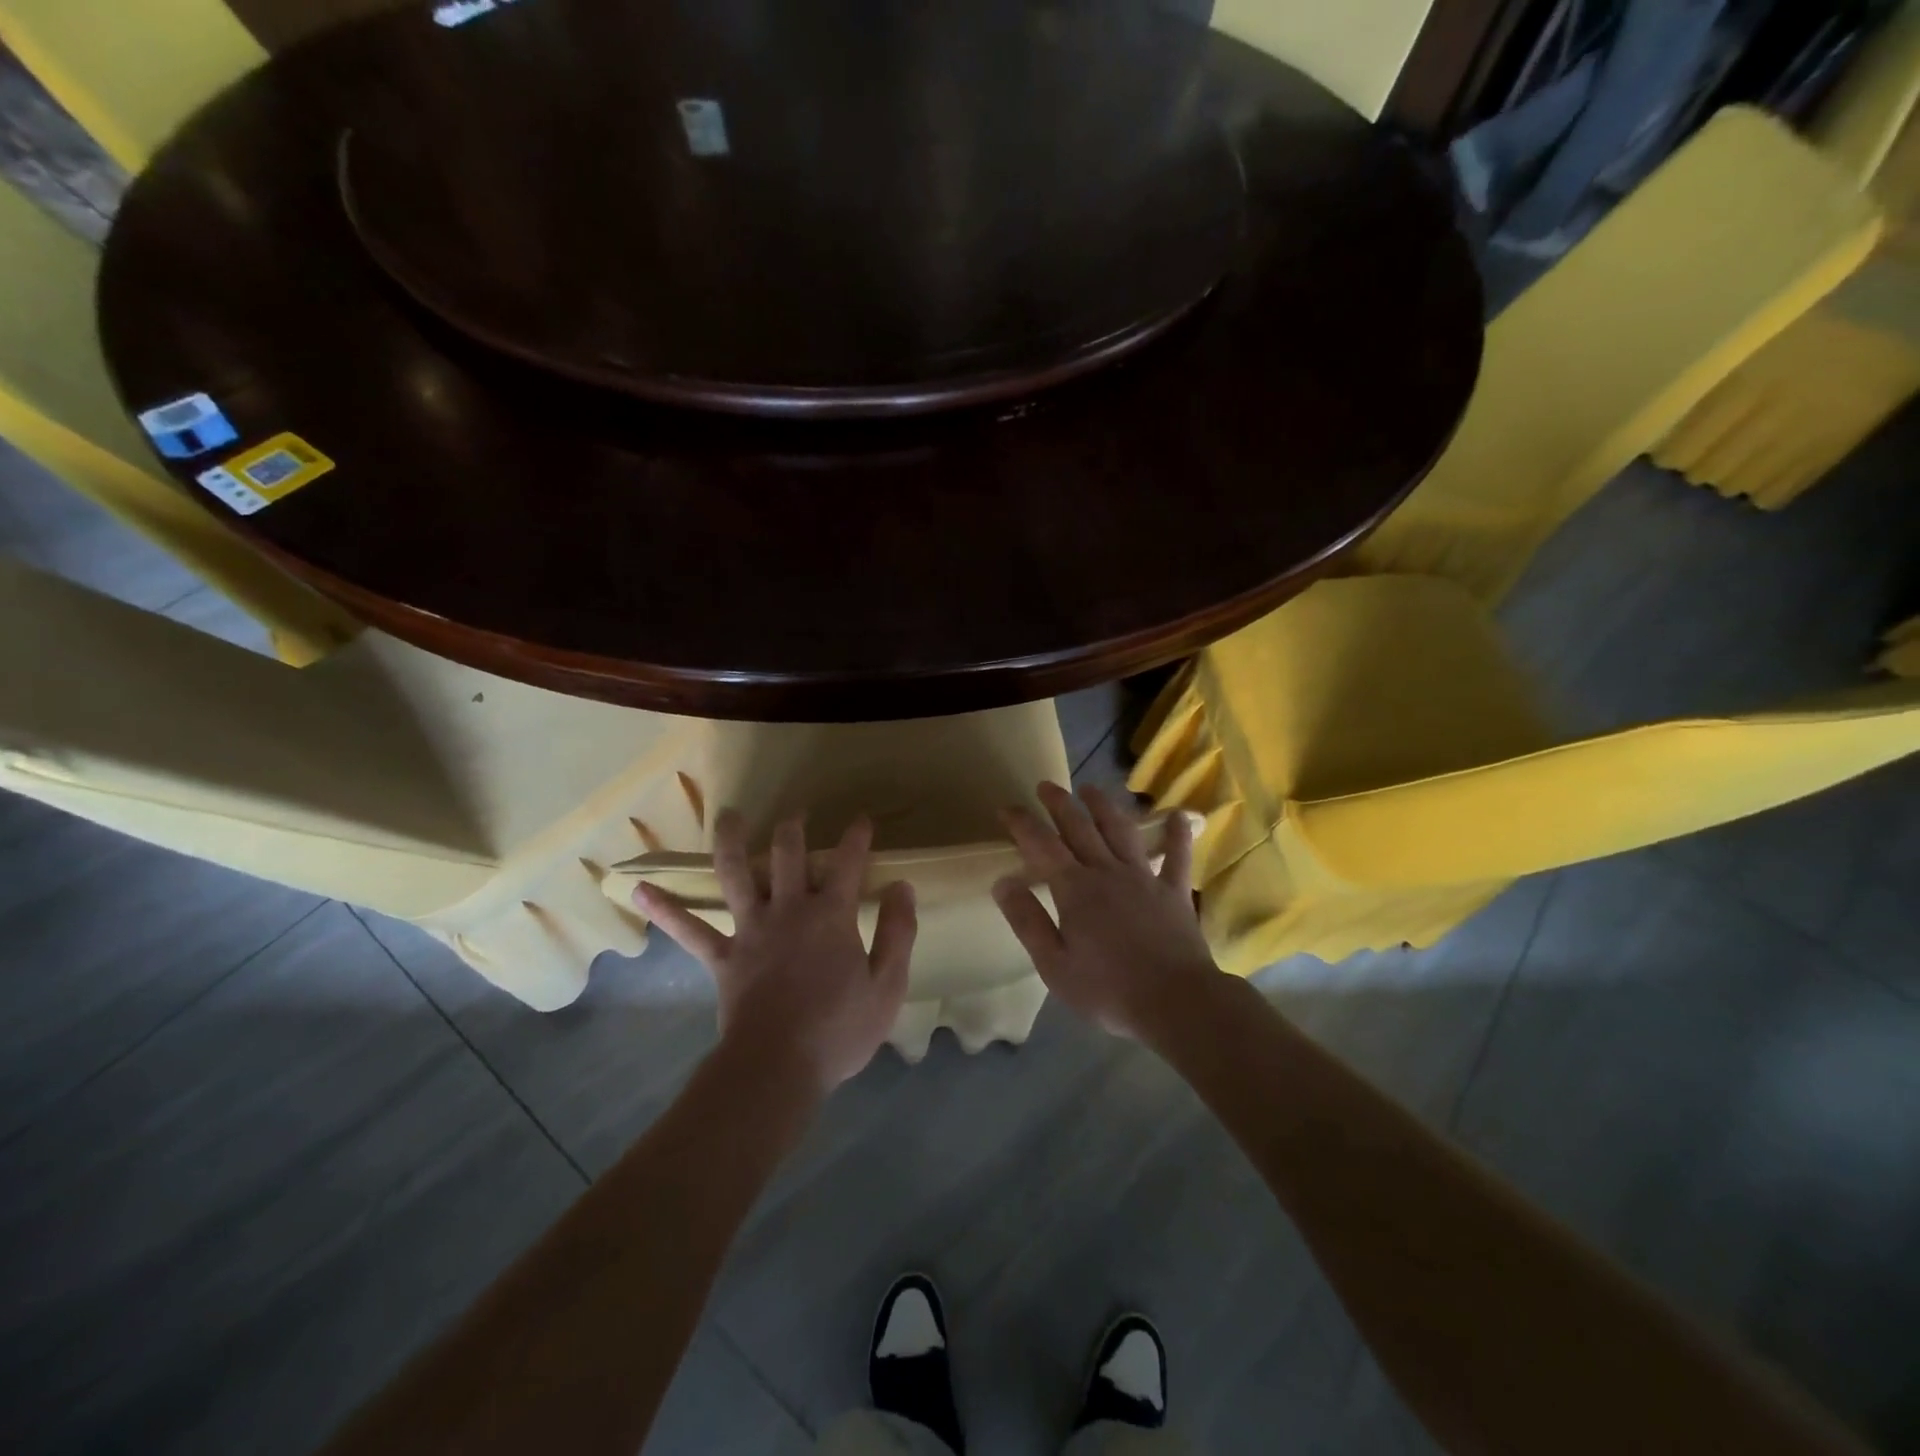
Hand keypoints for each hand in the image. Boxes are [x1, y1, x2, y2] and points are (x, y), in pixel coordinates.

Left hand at [634, 811, 916, 1092]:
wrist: (777, 1067)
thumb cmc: (838, 1030)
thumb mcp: (887, 986)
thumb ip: (898, 933)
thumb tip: (901, 887)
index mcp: (831, 915)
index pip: (848, 863)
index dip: (856, 837)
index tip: (861, 819)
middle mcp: (789, 910)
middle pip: (788, 854)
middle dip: (794, 828)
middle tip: (798, 812)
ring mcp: (750, 930)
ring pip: (736, 874)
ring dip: (732, 842)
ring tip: (729, 816)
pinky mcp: (722, 957)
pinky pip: (688, 930)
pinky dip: (664, 910)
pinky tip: (638, 890)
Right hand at [993, 782, 1226, 1042]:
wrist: (1176, 1003)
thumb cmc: (1108, 990)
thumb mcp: (1054, 965)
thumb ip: (1028, 921)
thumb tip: (1003, 882)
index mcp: (1075, 890)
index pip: (1042, 845)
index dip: (1023, 823)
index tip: (1007, 808)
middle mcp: (1107, 872)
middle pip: (1080, 828)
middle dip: (1060, 804)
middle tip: (1047, 785)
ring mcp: (1144, 878)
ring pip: (1121, 831)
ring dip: (1104, 807)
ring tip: (1091, 789)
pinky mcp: (1174, 892)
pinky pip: (1177, 856)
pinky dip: (1178, 835)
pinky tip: (1179, 816)